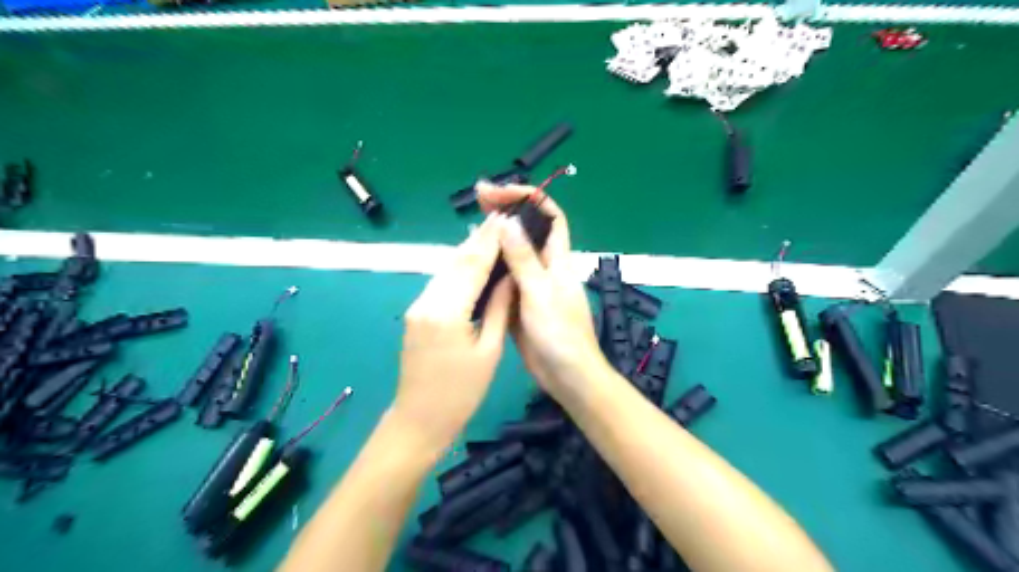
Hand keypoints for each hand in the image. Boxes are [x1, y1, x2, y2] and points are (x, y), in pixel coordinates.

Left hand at [393, 215, 512, 449]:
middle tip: (500, 218)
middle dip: (478, 239)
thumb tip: (509, 278)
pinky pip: (440, 284)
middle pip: (455, 262)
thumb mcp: (489, 351)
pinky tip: (472, 262)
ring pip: (446, 270)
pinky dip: (458, 269)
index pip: (472, 266)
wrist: (419, 420)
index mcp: (447, 311)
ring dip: (467, 251)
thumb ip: (497, 309)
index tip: (504, 217)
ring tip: (490, 233)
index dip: (489, 240)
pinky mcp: (416, 314)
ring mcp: (417, 307)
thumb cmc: (461, 393)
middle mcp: (427, 301)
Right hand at [476, 182, 608, 396]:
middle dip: (507, 211)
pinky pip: (504, 278)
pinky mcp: (518, 303)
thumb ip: (523, 259)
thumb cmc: (560, 334)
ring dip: (496, 237)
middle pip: (528, 230)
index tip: (501, 192)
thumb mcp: (540, 293)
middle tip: (478, 198)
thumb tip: (507, 222)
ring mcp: (531, 285)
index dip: (531, 198)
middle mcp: (545, 267)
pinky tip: (472, 262)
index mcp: (557, 259)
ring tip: (470, 225)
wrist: (566, 375)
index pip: (550, 216)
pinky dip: (490, 266)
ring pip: (513, 253)